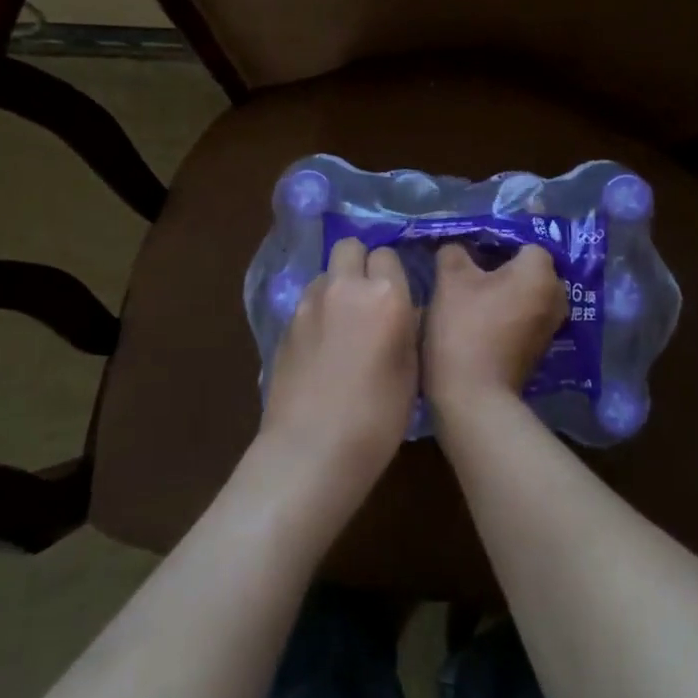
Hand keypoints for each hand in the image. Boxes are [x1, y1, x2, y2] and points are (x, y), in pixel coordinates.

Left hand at [258, 237, 418, 519]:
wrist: (311, 449)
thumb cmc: (377, 417)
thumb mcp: (412, 371)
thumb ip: (408, 327)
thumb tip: (405, 311)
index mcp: (385, 295)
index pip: (388, 255)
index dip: (394, 274)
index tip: (398, 298)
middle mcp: (344, 287)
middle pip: (350, 247)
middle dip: (361, 263)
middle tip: (370, 298)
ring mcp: (309, 303)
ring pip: (326, 273)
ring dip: (338, 286)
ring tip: (346, 324)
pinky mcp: (285, 324)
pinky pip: (308, 301)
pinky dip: (319, 311)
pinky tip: (324, 346)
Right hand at [423, 244, 566, 420]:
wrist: (474, 395)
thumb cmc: (464, 328)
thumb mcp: (450, 280)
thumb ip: (454, 252)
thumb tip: (456, 247)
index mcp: (540, 272)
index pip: (523, 239)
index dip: (495, 239)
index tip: (469, 245)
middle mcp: (556, 295)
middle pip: (528, 265)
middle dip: (500, 263)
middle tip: (467, 267)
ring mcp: (551, 324)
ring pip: (526, 291)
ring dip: (503, 288)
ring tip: (470, 291)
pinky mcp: (540, 346)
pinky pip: (524, 313)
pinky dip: (506, 310)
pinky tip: (479, 315)